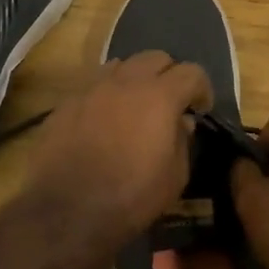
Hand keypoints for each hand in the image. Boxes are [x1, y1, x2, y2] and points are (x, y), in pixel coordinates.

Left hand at [23, 51, 213, 249]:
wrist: (66, 210)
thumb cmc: (130, 197)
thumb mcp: (174, 178)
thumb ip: (183, 142)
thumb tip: (182, 122)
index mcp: (160, 95)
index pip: (191, 72)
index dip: (202, 88)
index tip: (201, 109)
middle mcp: (126, 81)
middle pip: (155, 57)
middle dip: (169, 75)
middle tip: (170, 102)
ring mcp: (92, 87)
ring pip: (122, 65)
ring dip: (135, 79)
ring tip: (134, 106)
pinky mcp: (66, 101)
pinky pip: (94, 84)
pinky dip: (106, 93)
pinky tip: (103, 119)